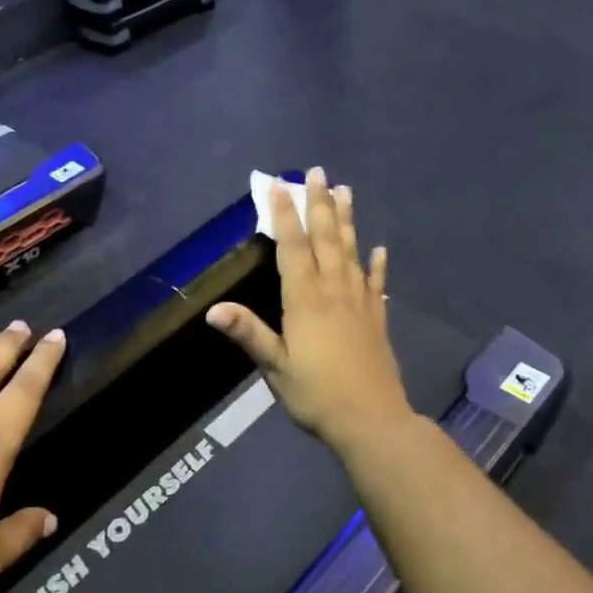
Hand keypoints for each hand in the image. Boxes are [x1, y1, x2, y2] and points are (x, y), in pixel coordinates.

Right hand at [207, 169, 415, 454]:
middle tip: (318, 172)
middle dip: (320, 204)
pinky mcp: (376, 320)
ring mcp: (359, 304)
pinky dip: (377, 265)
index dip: (284, 215)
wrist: (371, 420)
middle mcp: (334, 292)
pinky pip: (376, 285)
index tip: (279, 185)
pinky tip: (380, 249)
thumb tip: (213, 310)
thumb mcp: (275, 367)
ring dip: (348, 221)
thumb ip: (249, 334)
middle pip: (326, 240)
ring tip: (346, 191)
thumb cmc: (316, 394)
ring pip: (352, 253)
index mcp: (305, 300)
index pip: (292, 248)